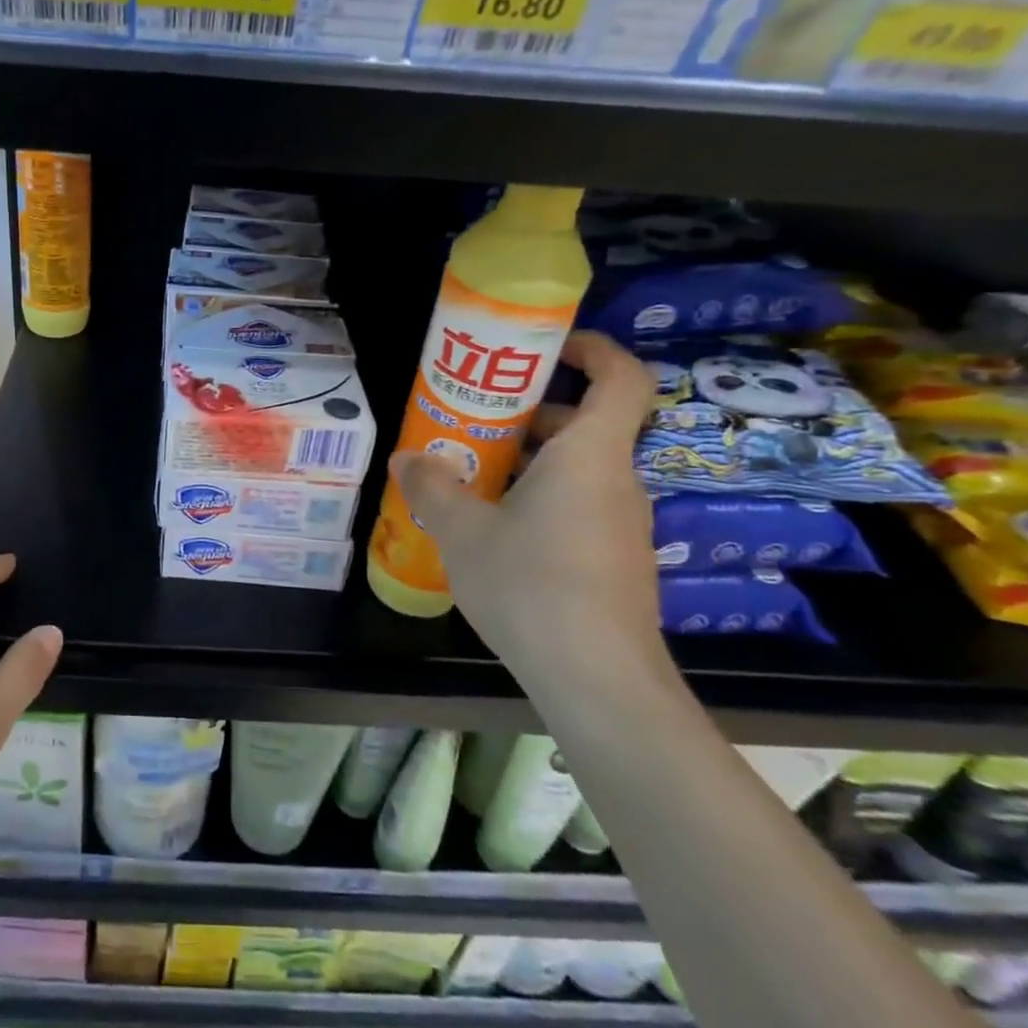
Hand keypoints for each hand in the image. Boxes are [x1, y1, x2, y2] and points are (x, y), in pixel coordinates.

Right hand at [390, 331, 666, 688]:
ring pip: (577, 470)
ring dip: (528, 462)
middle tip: (474, 419)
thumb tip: (406, 458)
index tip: (547, 347)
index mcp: (590, 456)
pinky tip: (494, 531)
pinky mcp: (615, 562)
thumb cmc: (530, 584)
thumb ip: (431, 486)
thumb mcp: (462, 530)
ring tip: (470, 475)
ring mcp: (621, 525)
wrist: (596, 681)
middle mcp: (615, 481)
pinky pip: (578, 507)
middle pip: (585, 425)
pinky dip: (540, 500)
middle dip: (530, 414)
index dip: (593, 350)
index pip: (621, 379)